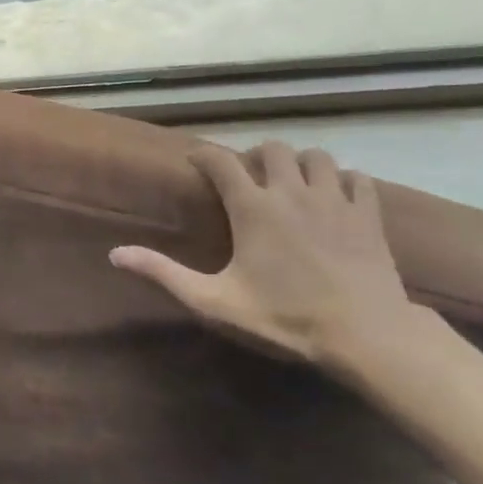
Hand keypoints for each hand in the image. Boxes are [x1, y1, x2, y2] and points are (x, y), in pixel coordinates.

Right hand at [110, 141, 413, 372]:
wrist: (365, 334)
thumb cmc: (285, 317)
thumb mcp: (215, 301)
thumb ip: (164, 274)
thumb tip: (115, 253)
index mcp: (252, 208)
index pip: (220, 162)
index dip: (204, 155)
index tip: (195, 160)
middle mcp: (290, 192)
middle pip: (272, 149)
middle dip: (256, 156)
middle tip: (249, 177)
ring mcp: (333, 200)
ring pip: (316, 156)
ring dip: (300, 162)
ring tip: (292, 182)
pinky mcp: (367, 215)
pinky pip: (357, 178)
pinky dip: (343, 179)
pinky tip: (336, 196)